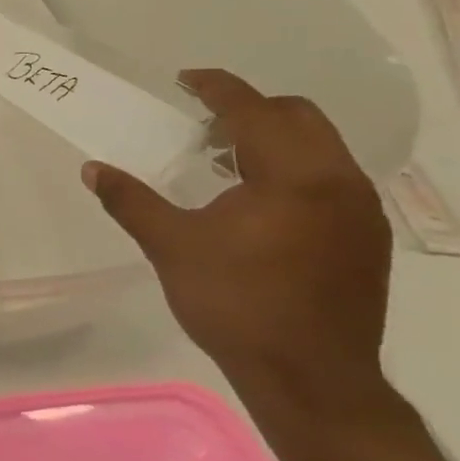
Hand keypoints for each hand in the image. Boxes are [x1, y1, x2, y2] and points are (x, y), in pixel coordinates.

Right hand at [82, 69, 391, 407]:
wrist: (311, 379)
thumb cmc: (236, 304)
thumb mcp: (171, 246)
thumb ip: (131, 201)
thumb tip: (93, 169)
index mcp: (293, 176)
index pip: (253, 110)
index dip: (216, 89)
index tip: (185, 81)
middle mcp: (338, 182)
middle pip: (298, 116)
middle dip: (249, 110)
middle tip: (202, 128)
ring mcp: (360, 212)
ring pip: (319, 147)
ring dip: (272, 140)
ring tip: (224, 164)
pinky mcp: (366, 239)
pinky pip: (330, 177)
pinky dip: (293, 169)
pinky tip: (257, 203)